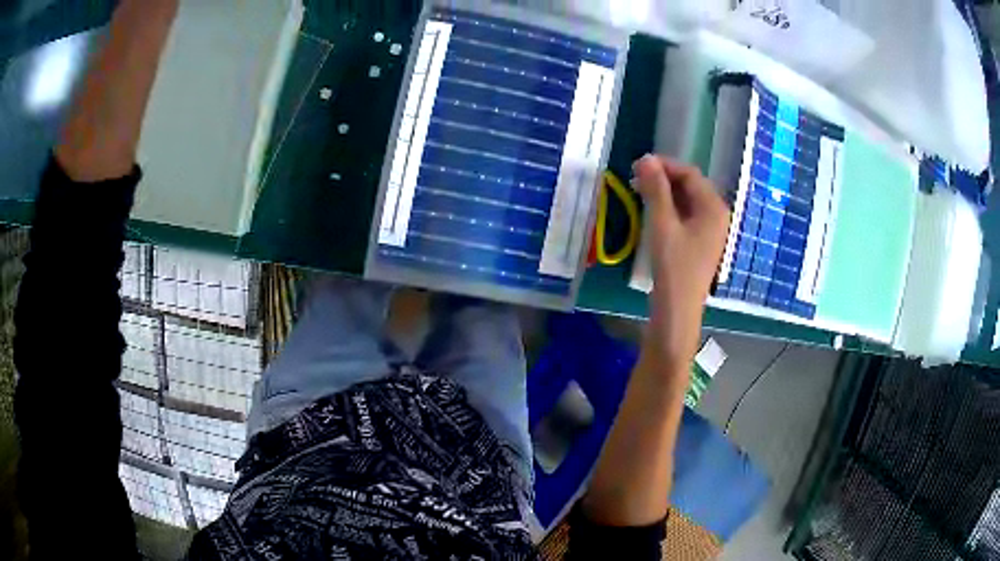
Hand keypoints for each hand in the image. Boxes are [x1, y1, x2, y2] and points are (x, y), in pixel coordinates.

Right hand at [634, 155, 728, 376]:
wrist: (678, 310)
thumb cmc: (673, 266)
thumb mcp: (662, 224)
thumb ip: (656, 189)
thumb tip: (645, 159)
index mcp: (713, 207)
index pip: (689, 173)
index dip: (664, 165)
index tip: (637, 165)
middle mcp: (717, 215)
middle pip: (690, 185)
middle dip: (663, 178)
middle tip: (634, 179)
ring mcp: (710, 230)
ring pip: (687, 200)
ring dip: (664, 193)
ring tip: (639, 192)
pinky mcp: (701, 242)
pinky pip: (686, 215)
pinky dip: (669, 208)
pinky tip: (651, 211)